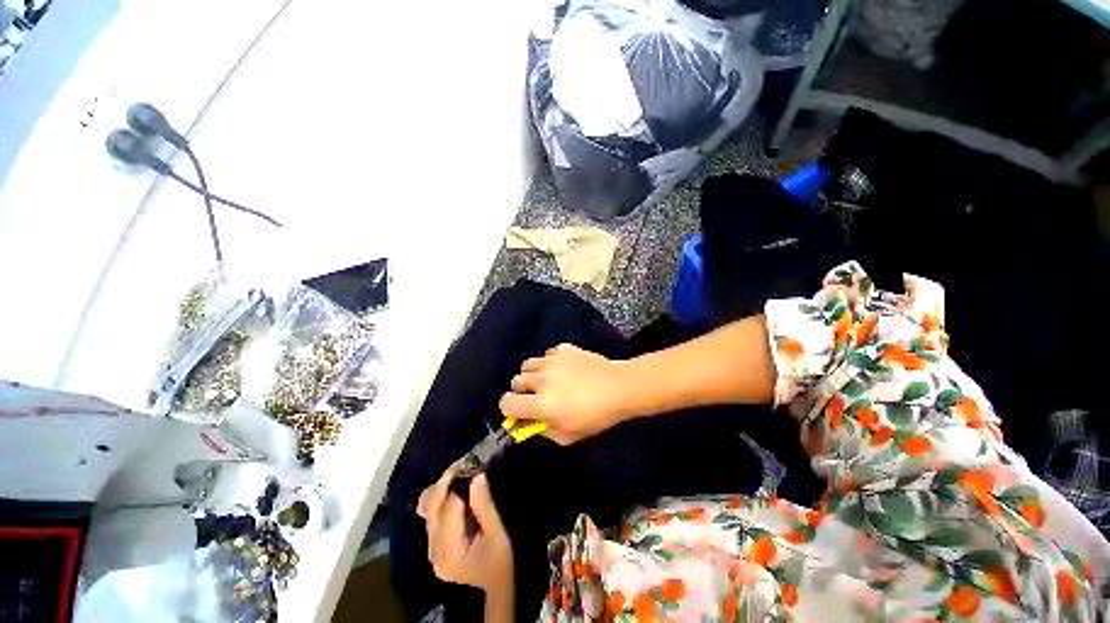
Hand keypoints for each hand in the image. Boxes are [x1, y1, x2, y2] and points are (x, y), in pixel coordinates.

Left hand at [418, 469, 512, 592]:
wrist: (496, 583)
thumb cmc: (500, 560)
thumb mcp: (497, 534)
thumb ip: (484, 506)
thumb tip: (477, 476)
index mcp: (449, 553)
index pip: (448, 511)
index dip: (456, 485)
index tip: (468, 464)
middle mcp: (433, 552)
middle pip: (432, 510)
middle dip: (445, 483)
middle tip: (462, 463)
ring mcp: (431, 549)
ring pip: (429, 511)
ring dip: (442, 489)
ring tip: (459, 471)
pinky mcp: (434, 545)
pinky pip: (432, 515)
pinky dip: (440, 499)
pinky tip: (452, 488)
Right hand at [499, 344, 630, 444]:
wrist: (619, 387)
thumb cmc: (595, 416)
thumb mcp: (567, 436)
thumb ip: (542, 430)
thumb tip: (525, 423)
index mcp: (542, 404)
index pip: (507, 403)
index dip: (508, 409)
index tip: (518, 411)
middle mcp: (542, 379)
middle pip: (515, 381)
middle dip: (521, 391)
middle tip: (535, 396)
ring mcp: (552, 361)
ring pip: (527, 365)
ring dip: (532, 374)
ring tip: (546, 380)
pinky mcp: (563, 349)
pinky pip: (546, 354)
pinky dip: (548, 362)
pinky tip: (562, 369)